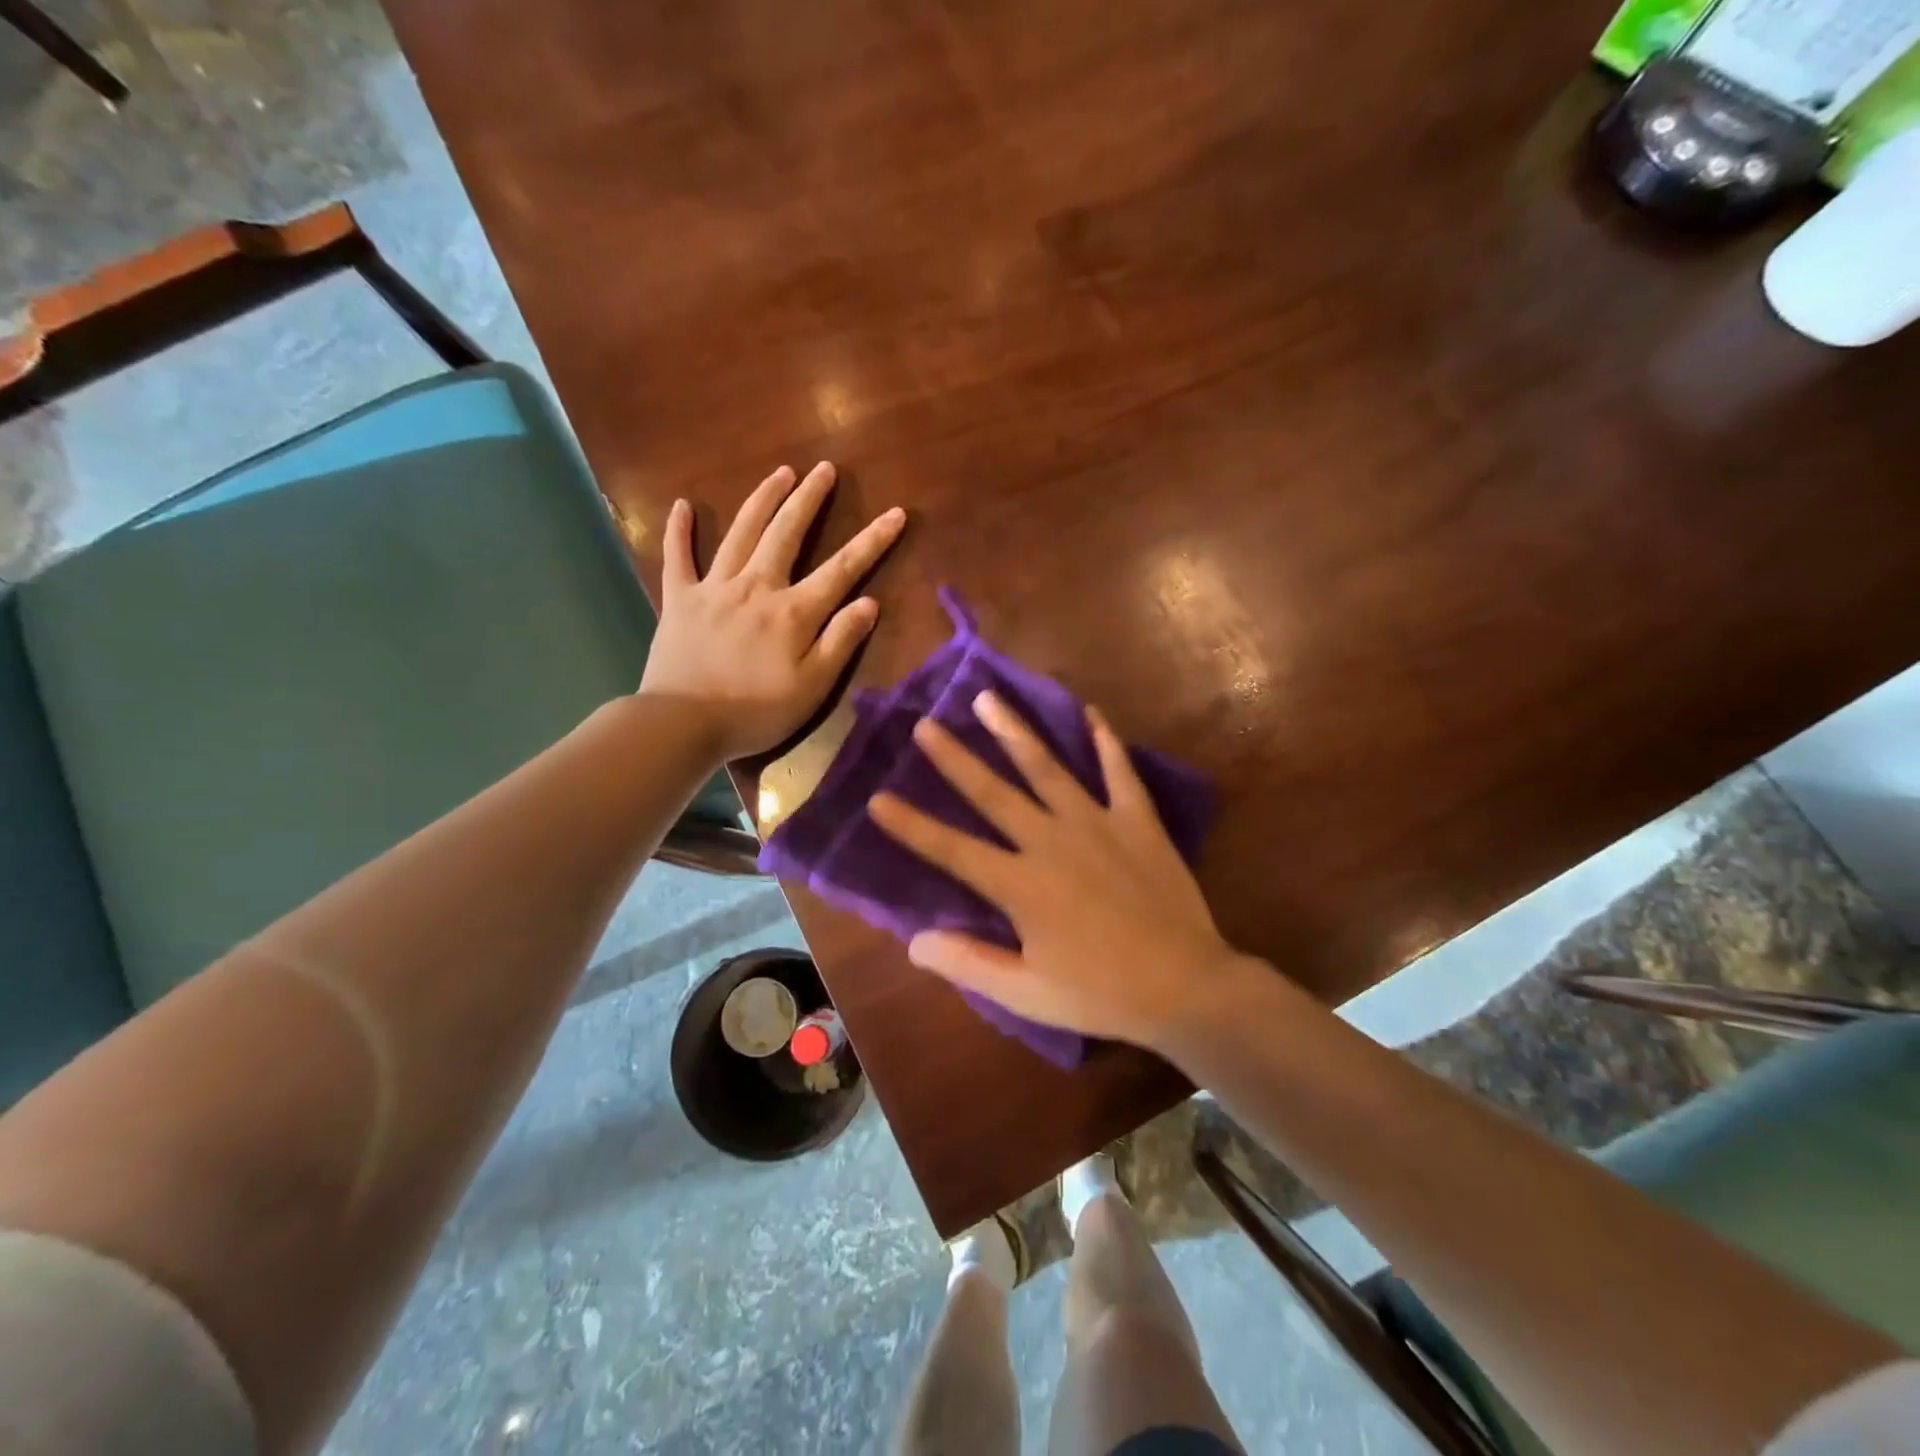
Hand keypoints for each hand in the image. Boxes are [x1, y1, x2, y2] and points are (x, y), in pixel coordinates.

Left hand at [640, 462, 905, 760]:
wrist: (683, 724)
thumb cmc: (756, 712)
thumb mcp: (813, 687)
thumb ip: (841, 642)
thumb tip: (869, 603)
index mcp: (794, 612)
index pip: (842, 569)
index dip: (872, 541)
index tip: (895, 513)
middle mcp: (757, 587)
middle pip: (787, 533)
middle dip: (809, 499)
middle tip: (824, 469)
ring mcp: (714, 588)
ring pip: (742, 533)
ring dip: (762, 499)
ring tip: (780, 472)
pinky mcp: (680, 599)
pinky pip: (679, 557)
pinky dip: (680, 531)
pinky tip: (682, 505)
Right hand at [867, 691, 1259, 1052]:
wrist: (1186, 986)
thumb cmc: (1100, 993)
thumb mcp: (1026, 995)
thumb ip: (968, 963)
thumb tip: (913, 940)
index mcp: (1021, 884)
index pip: (953, 850)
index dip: (912, 826)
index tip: (878, 799)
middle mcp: (1051, 841)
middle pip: (993, 792)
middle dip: (955, 759)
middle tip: (925, 724)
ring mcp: (1097, 824)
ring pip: (1047, 768)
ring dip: (1014, 731)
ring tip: (987, 698)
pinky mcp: (1137, 820)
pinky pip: (1119, 771)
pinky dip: (1105, 740)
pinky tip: (1091, 712)